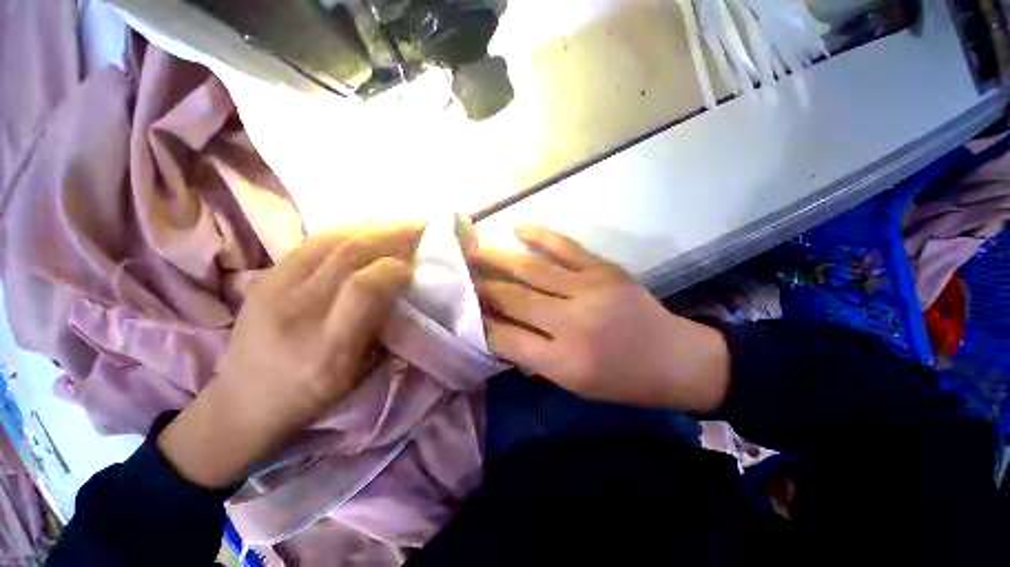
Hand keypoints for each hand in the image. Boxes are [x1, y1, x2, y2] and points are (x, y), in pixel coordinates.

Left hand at [159, 224, 420, 487]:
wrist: (244, 401)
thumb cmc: (313, 395)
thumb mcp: (361, 373)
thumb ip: (385, 327)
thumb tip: (405, 286)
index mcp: (328, 347)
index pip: (365, 287)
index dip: (395, 268)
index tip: (415, 266)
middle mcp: (297, 312)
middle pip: (348, 254)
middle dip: (391, 235)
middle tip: (418, 227)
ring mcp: (273, 289)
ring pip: (330, 240)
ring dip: (372, 227)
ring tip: (397, 225)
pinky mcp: (264, 277)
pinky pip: (313, 242)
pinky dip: (348, 231)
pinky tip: (367, 232)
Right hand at [471, 226, 728, 411]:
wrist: (677, 358)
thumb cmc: (623, 380)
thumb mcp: (573, 383)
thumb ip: (533, 355)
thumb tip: (498, 329)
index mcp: (565, 362)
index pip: (506, 338)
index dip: (481, 323)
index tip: (463, 310)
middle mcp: (573, 323)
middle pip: (514, 299)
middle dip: (482, 287)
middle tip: (460, 274)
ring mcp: (591, 289)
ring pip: (532, 269)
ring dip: (498, 257)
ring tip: (473, 247)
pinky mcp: (605, 269)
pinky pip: (564, 246)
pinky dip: (538, 234)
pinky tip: (516, 228)